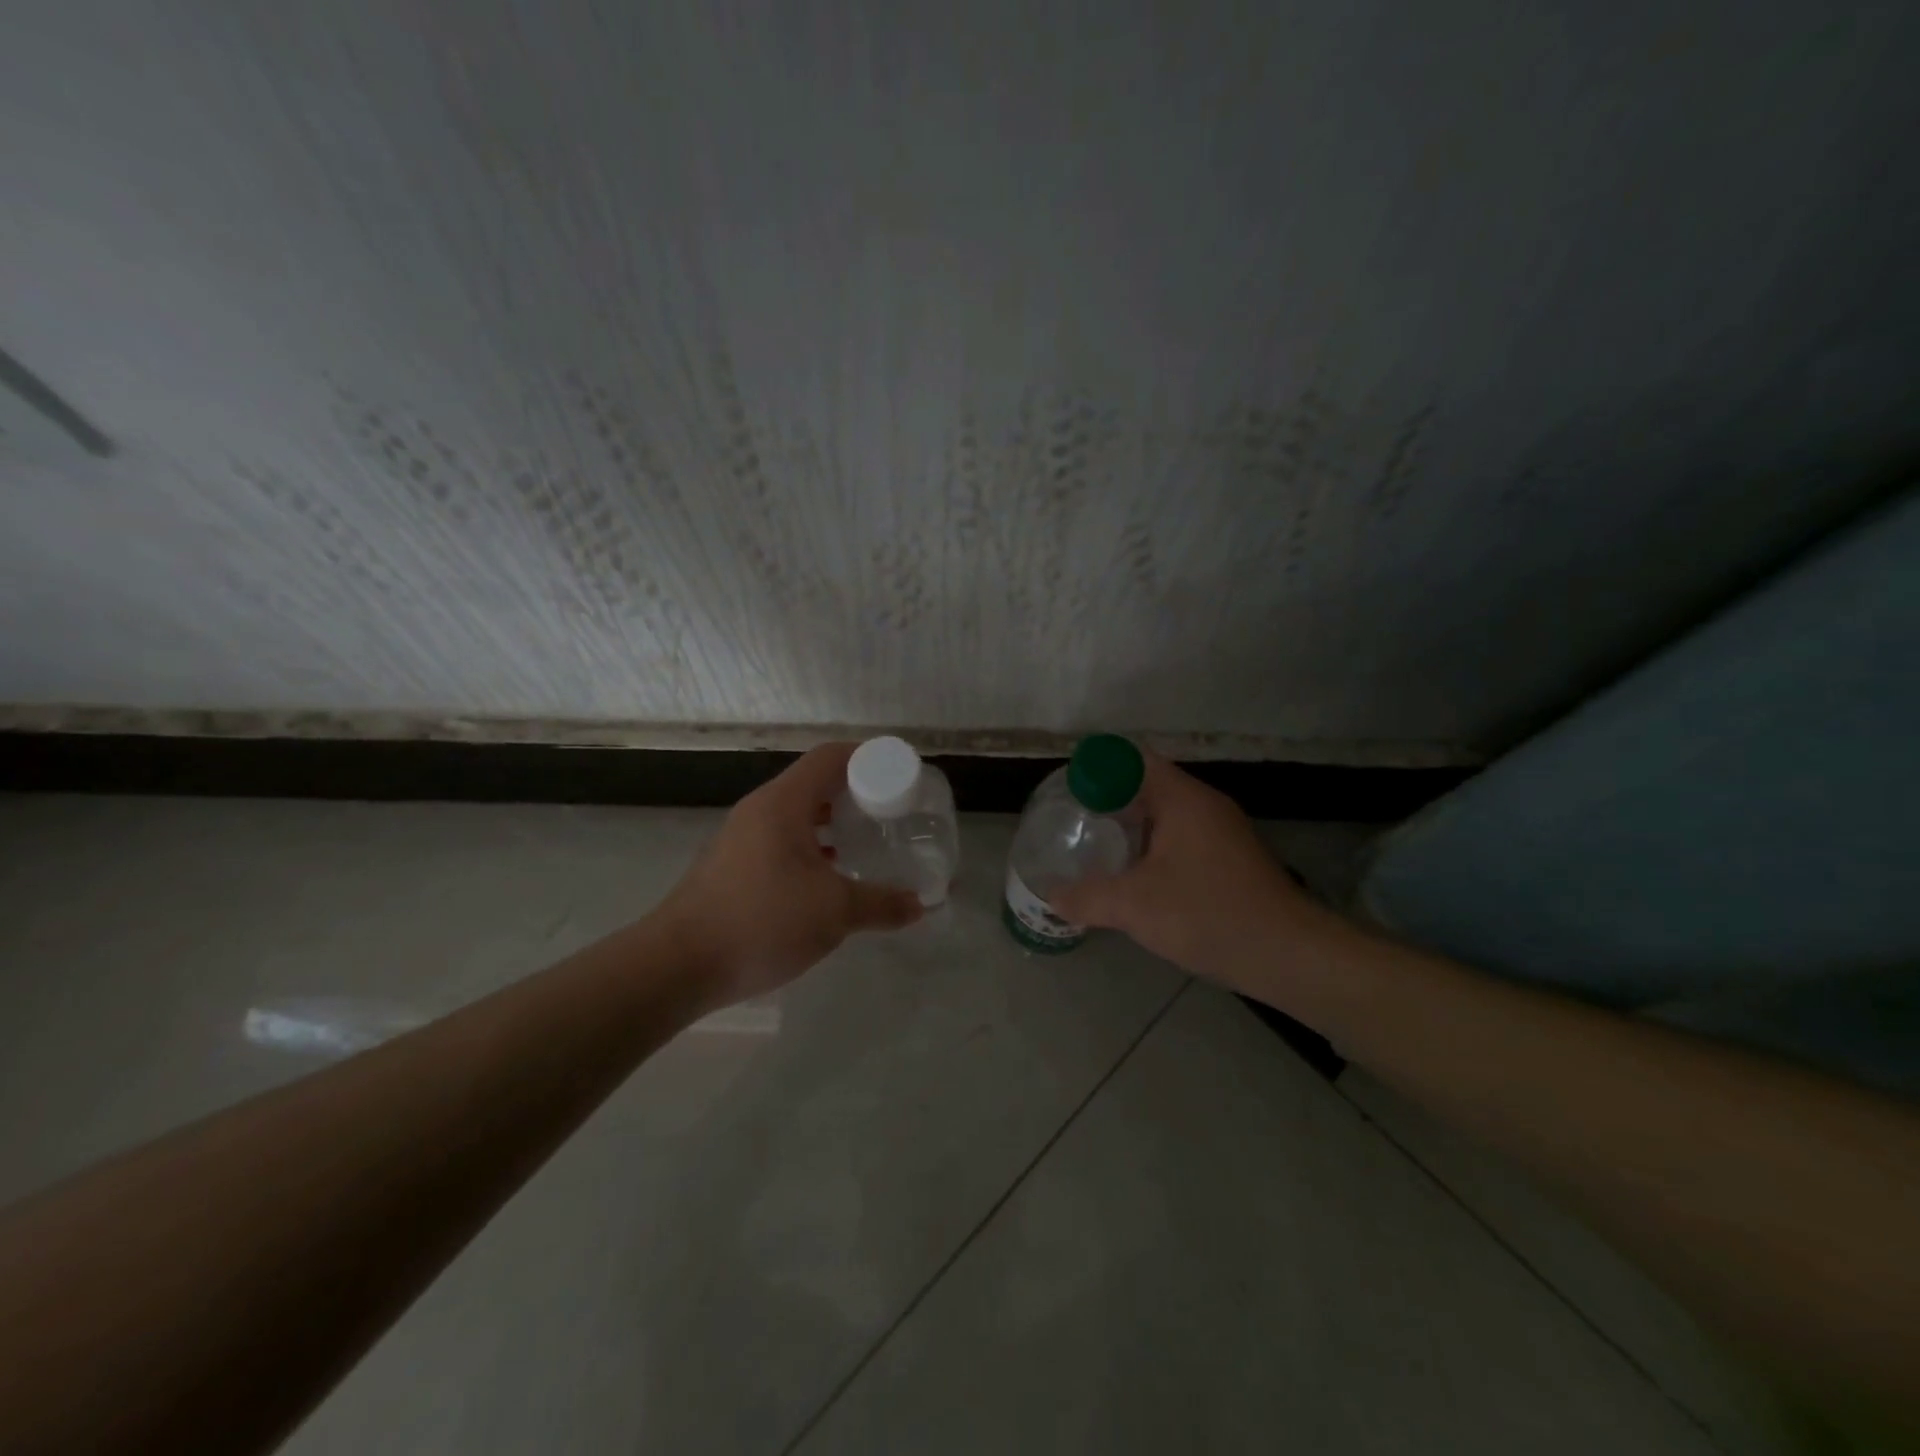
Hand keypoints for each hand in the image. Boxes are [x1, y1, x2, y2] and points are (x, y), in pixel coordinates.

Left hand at [657, 742, 923, 1006]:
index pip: (831, 757)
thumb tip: (920, 905)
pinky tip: (831, 878)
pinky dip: (813, 848)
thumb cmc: (760, 921)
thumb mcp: (833, 913)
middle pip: (816, 783)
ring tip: (869, 843)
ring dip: (834, 823)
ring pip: (798, 816)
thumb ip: (881, 904)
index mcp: (784, 803)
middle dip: (857, 793)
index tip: (901, 776)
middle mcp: (761, 810)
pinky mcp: (733, 867)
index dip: (869, 757)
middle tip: (892, 813)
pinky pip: (783, 841)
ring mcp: (742, 838)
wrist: (677, 966)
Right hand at [1049, 754, 1336, 990]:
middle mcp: (1204, 805)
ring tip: (1094, 847)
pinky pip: (1180, 838)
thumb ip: (1088, 897)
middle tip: (1072, 820)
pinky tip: (1134, 876)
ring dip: (1131, 827)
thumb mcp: (1135, 907)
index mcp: (1183, 799)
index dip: (1096, 768)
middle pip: (1146, 785)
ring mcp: (1221, 832)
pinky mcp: (1230, 859)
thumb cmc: (1209, 915)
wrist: (1289, 956)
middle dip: (1108, 800)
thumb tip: (1052, 897)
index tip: (1067, 790)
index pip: (1132, 760)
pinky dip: (1152, 847)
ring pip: (1164, 815)